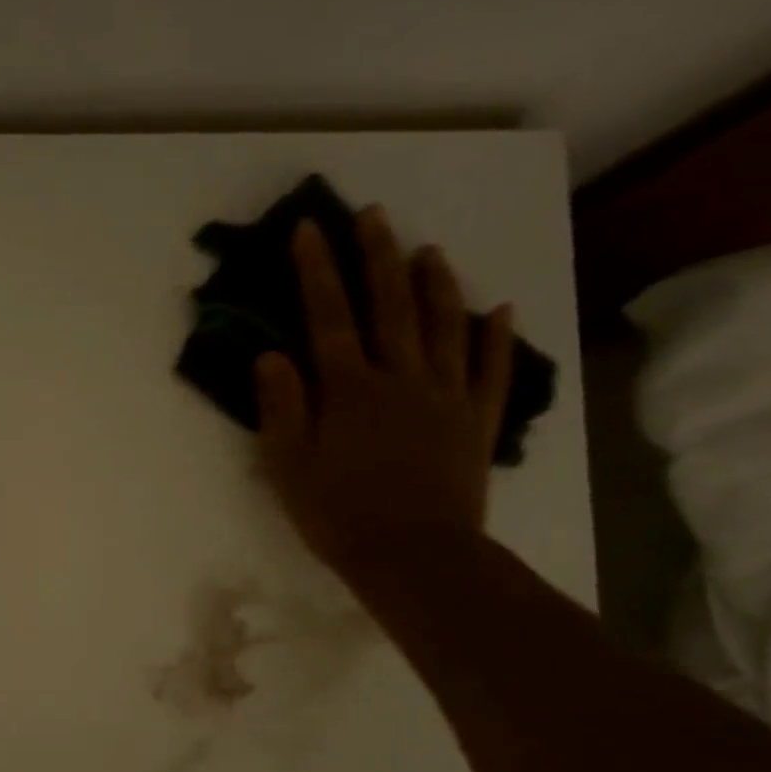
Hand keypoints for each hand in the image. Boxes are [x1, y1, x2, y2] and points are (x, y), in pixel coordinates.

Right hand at [254, 209, 513, 587]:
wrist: (414, 557)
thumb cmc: (338, 515)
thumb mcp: (288, 467)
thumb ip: (280, 407)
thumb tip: (271, 355)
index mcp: (349, 390)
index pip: (328, 318)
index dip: (316, 271)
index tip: (309, 229)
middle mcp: (400, 379)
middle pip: (389, 306)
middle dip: (377, 257)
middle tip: (373, 215)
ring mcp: (445, 397)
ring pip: (443, 326)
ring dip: (435, 284)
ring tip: (428, 250)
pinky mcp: (476, 421)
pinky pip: (489, 370)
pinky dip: (494, 337)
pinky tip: (499, 309)